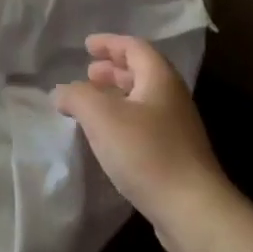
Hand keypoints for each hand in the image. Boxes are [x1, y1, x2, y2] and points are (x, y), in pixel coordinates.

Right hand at [53, 34, 235, 251]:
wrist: (191, 208)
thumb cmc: (146, 153)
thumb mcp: (102, 117)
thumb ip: (77, 96)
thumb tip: (62, 92)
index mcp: (160, 79)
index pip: (135, 48)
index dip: (110, 43)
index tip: (87, 45)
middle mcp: (172, 98)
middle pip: (142, 72)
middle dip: (114, 69)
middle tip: (88, 73)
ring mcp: (177, 128)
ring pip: (143, 100)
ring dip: (117, 96)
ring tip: (92, 104)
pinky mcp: (175, 155)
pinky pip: (145, 125)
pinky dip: (123, 120)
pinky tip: (107, 138)